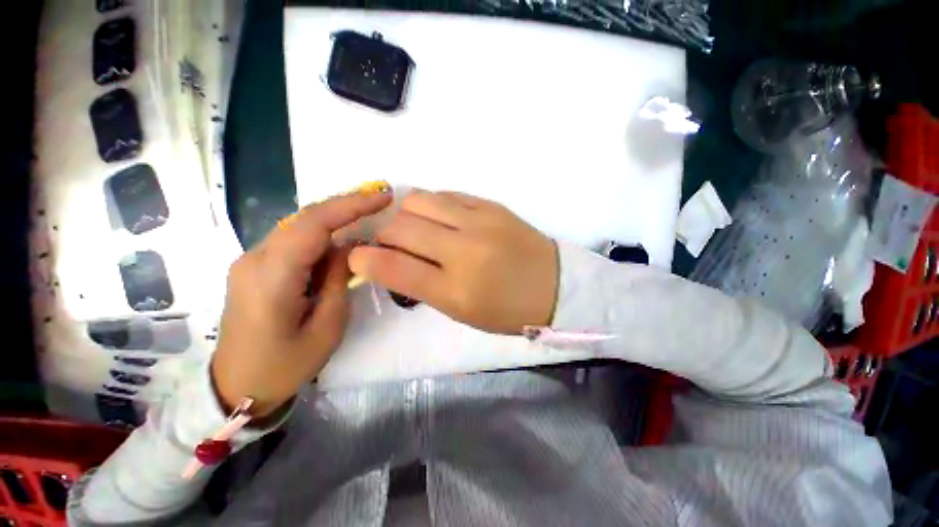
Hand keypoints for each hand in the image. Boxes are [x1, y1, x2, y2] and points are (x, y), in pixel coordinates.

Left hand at [212, 191, 391, 417]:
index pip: (313, 224)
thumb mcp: (327, 327)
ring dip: (335, 220)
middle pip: (305, 218)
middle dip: (346, 206)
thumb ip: (340, 280)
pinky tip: (341, 242)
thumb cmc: (285, 366)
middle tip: (380, 201)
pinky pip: (293, 240)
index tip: (382, 197)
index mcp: (272, 277)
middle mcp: (255, 258)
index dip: (350, 205)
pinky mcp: (255, 266)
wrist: (235, 387)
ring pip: (299, 226)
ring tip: (367, 219)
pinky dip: (322, 234)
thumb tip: (351, 247)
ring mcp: (250, 260)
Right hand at [349, 190, 558, 333]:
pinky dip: (432, 205)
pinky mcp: (491, 205)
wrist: (554, 286)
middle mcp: (464, 251)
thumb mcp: (461, 311)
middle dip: (384, 235)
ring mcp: (479, 222)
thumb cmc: (507, 309)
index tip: (358, 257)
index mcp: (455, 291)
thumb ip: (421, 285)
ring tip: (417, 229)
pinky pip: (446, 194)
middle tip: (393, 245)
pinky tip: (440, 218)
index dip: (364, 259)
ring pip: (418, 201)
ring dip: (406, 215)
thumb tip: (389, 260)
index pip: (392, 267)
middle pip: (400, 227)